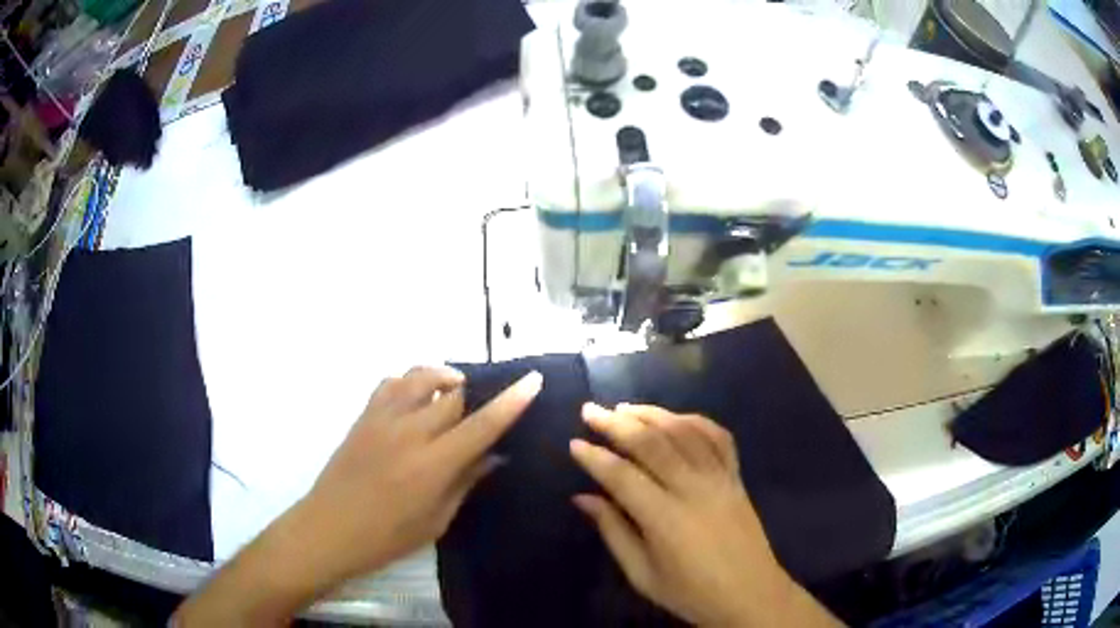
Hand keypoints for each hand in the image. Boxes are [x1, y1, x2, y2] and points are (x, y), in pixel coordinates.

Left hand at [175, 366, 541, 624]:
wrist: (328, 529)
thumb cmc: (386, 536)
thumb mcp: (436, 519)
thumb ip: (466, 481)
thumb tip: (493, 455)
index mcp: (432, 464)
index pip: (481, 424)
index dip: (511, 401)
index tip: (533, 379)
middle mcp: (409, 432)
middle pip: (453, 395)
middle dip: (477, 394)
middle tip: (487, 404)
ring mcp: (382, 419)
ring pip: (420, 377)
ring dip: (443, 378)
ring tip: (454, 390)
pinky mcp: (363, 417)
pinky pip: (390, 383)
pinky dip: (410, 382)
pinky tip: (416, 397)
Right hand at [571, 404, 840, 627]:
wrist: (750, 594)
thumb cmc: (691, 592)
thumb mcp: (642, 574)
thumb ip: (613, 531)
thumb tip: (582, 498)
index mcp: (665, 518)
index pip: (622, 476)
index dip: (595, 457)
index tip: (575, 443)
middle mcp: (693, 489)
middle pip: (652, 443)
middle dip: (617, 423)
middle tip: (590, 410)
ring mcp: (720, 478)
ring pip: (684, 432)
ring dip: (652, 414)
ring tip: (624, 408)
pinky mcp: (737, 477)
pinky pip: (718, 437)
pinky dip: (695, 421)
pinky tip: (675, 418)